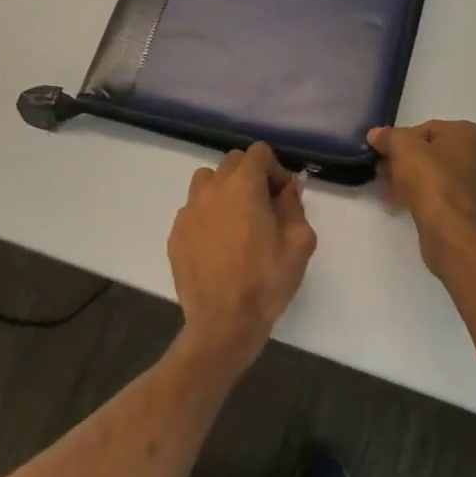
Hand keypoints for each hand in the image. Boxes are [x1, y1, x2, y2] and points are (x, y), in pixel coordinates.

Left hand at [167, 143, 316, 368]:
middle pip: (232, 162)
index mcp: (244, 185)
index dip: (275, 168)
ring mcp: (188, 211)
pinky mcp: (176, 234)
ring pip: (206, 181)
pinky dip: (207, 214)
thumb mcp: (299, 242)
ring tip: (236, 219)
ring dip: (224, 189)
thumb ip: (294, 205)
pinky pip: (193, 209)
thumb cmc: (267, 280)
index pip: (259, 152)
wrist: (224, 323)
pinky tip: (218, 243)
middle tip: (264, 205)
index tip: (283, 195)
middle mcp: (212, 189)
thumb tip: (288, 186)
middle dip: (251, 175)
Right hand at [367, 121, 475, 275]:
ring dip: (410, 181)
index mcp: (470, 134)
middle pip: (432, 153)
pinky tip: (401, 206)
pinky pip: (441, 197)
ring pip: (436, 176)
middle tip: (383, 172)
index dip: (401, 140)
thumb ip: (388, 137)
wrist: (453, 234)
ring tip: (388, 191)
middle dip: (405, 162)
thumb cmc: (432, 181)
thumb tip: (376, 134)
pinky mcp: (471, 211)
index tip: (384, 154)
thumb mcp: (403, 149)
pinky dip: (422, 198)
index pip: (427, 128)